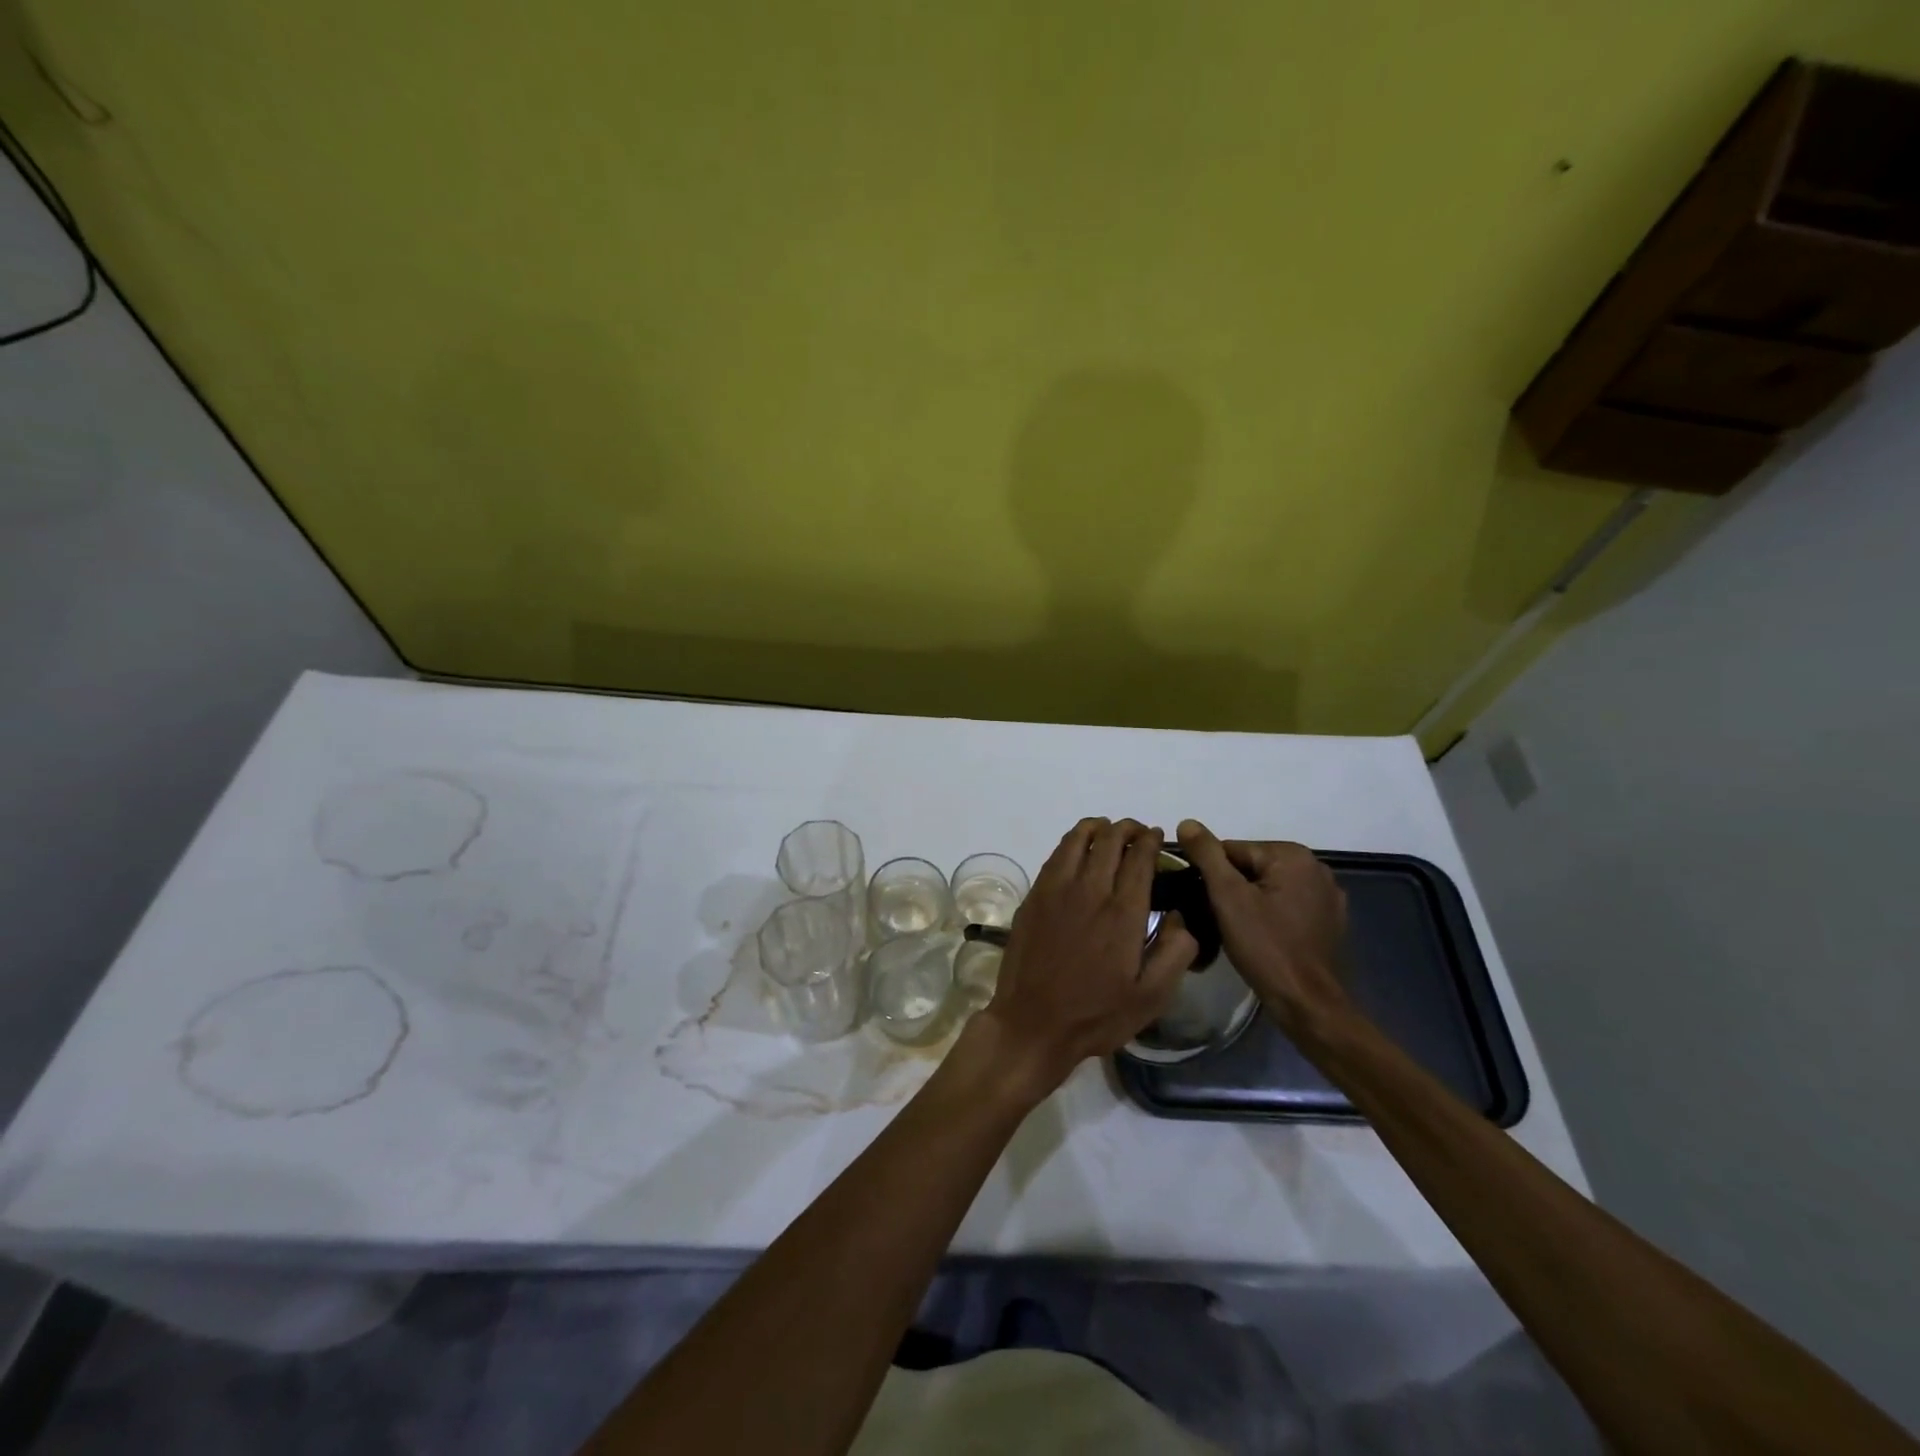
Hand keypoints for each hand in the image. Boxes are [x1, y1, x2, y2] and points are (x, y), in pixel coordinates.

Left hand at [980, 818, 1196, 1099]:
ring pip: (1078, 839)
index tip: (1157, 836)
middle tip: (1137, 832)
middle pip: (1110, 840)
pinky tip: (1078, 850)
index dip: (1150, 840)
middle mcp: (1090, 890)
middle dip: (1127, 829)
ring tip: (1108, 831)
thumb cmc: (1097, 1014)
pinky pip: (1056, 854)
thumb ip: (1176, 952)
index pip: (1139, 858)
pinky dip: (1072, 842)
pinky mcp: (1034, 896)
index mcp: (1123, 913)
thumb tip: (1180, 916)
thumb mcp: (1152, 997)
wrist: (1033, 1023)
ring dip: (1098, 828)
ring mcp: (1056, 890)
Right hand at [1176, 819, 1352, 1039]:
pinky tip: (1263, 937)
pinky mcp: (1330, 921)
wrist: (1307, 1003)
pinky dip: (1271, 915)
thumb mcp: (1227, 897)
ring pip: (1269, 887)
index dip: (1212, 875)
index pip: (1233, 851)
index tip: (1205, 902)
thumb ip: (1207, 855)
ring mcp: (1328, 896)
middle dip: (1231, 888)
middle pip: (1252, 867)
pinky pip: (1288, 905)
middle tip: (1218, 919)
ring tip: (1237, 931)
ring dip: (1250, 902)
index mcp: (1293, 855)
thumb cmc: (1265, 946)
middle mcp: (1316, 868)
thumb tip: (1187, 823)